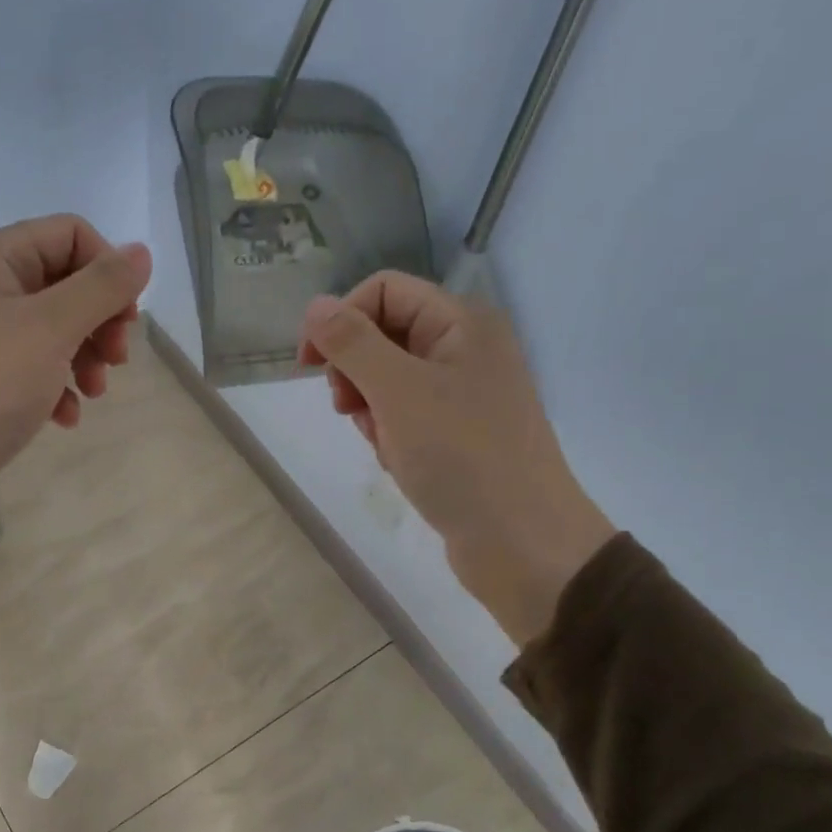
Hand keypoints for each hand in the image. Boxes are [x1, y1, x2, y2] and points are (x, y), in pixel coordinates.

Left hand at [0, 216, 150, 537]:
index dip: (108, 271)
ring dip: (85, 358)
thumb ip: (101, 287)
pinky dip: (58, 387)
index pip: (71, 235)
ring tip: (93, 394)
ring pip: (55, 329)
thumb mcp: (51, 329)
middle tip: (116, 361)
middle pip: (66, 283)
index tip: (126, 320)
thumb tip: (141, 252)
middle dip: (100, 321)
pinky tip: (64, 417)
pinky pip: (34, 367)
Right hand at [299, 273, 614, 645]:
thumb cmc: (461, 456)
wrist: (521, 541)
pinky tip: (399, 462)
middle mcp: (465, 349)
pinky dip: (390, 435)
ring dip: (370, 409)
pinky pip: (404, 417)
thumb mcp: (397, 391)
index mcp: (461, 322)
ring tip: (385, 444)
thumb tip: (315, 306)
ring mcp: (463, 394)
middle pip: (383, 334)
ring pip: (388, 381)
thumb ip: (352, 343)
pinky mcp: (457, 434)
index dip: (340, 319)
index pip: (383, 291)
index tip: (309, 366)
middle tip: (350, 410)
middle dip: (355, 371)